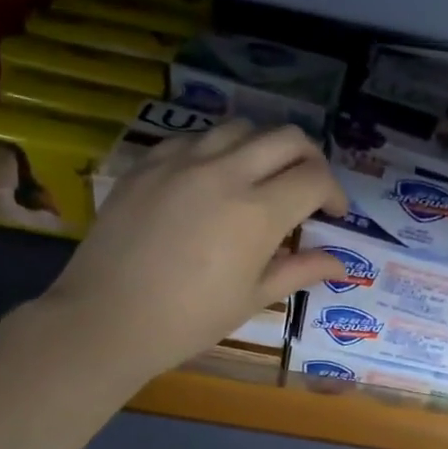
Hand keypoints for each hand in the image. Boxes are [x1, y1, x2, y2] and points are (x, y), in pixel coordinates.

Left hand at [47, 121, 348, 379]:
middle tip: (307, 187)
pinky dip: (217, 149)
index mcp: (258, 212)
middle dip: (310, 158)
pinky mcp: (148, 161)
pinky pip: (194, 137)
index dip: (335, 192)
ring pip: (241, 127)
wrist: (106, 319)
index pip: (315, 177)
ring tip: (260, 178)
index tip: (333, 214)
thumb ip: (300, 271)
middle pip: (287, 137)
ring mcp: (182, 160)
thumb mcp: (252, 298)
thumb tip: (341, 263)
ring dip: (264, 147)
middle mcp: (226, 172)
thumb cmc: (188, 320)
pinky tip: (211, 178)